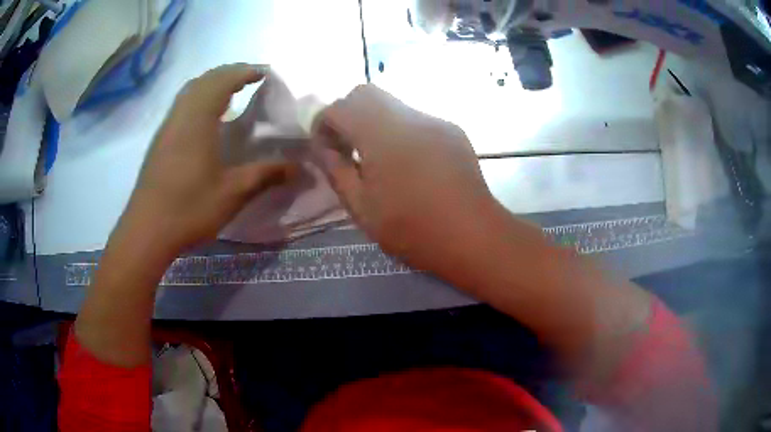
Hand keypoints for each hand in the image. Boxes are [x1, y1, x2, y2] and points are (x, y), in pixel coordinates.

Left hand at [121, 64, 295, 252]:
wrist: (146, 231)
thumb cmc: (188, 208)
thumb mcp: (232, 193)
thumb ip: (266, 175)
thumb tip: (299, 168)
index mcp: (198, 120)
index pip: (222, 81)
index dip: (244, 72)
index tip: (264, 72)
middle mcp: (181, 116)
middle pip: (204, 80)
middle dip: (228, 73)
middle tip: (249, 78)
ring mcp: (167, 128)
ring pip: (189, 91)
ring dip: (211, 83)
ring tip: (230, 92)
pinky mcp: (160, 141)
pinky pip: (181, 106)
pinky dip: (198, 98)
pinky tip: (206, 118)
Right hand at [310, 84, 495, 270]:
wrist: (473, 236)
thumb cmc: (412, 229)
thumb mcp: (362, 207)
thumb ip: (337, 171)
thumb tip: (323, 149)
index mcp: (381, 134)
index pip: (339, 107)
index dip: (323, 124)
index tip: (324, 148)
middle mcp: (408, 116)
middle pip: (366, 93)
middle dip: (347, 113)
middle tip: (347, 147)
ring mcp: (435, 121)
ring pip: (393, 104)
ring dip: (374, 122)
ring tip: (377, 159)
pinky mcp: (452, 131)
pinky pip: (416, 119)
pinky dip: (400, 131)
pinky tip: (409, 163)